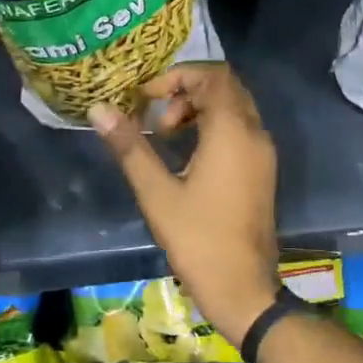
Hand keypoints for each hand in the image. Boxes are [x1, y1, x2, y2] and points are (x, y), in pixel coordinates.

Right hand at [88, 65, 281, 343]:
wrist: (243, 287)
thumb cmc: (198, 238)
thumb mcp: (157, 193)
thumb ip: (130, 147)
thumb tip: (99, 110)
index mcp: (233, 131)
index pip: (213, 76)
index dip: (178, 76)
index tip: (147, 97)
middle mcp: (255, 133)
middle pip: (226, 87)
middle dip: (188, 91)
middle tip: (156, 116)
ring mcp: (263, 152)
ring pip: (235, 108)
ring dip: (201, 109)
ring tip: (166, 135)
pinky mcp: (263, 170)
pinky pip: (241, 129)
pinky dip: (215, 127)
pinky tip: (188, 154)